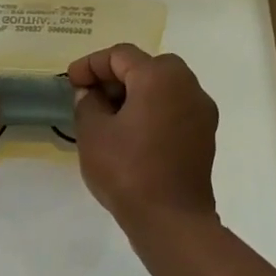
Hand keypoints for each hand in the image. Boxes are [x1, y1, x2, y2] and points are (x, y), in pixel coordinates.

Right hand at [68, 44, 218, 228]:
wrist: (172, 220)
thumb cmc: (127, 170)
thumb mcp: (93, 133)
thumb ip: (87, 102)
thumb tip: (91, 93)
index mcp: (159, 77)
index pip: (120, 55)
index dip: (91, 64)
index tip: (70, 81)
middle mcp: (187, 85)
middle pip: (146, 66)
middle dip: (115, 76)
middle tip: (89, 95)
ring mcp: (201, 110)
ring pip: (163, 86)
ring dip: (134, 92)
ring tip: (107, 115)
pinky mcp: (204, 134)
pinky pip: (174, 107)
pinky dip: (152, 109)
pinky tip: (131, 132)